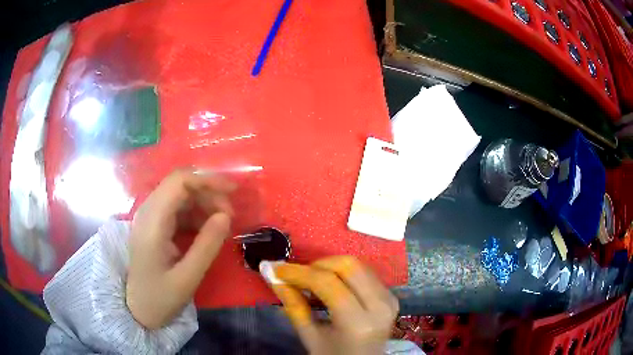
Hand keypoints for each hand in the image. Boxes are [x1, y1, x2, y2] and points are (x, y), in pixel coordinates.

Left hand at [126, 169, 235, 328]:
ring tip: (222, 222)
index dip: (207, 179)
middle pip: (180, 184)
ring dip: (203, 202)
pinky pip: (177, 208)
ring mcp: (149, 217)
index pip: (179, 182)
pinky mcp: (153, 225)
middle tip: (230, 215)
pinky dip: (195, 213)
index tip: (233, 190)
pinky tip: (206, 230)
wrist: (137, 309)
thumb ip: (207, 246)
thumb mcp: (187, 278)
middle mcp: (148, 211)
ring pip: (180, 194)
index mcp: (152, 222)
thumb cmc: (159, 298)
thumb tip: (226, 216)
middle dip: (208, 192)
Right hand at [270, 256, 398, 354]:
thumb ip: (293, 305)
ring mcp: (389, 299)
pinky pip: (365, 273)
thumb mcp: (310, 336)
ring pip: (358, 265)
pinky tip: (329, 284)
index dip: (298, 272)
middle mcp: (379, 306)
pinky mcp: (391, 296)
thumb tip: (272, 276)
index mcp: (358, 322)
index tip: (275, 269)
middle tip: (296, 276)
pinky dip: (343, 273)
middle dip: (316, 265)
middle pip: (348, 266)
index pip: (327, 283)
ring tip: (310, 280)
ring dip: (330, 267)